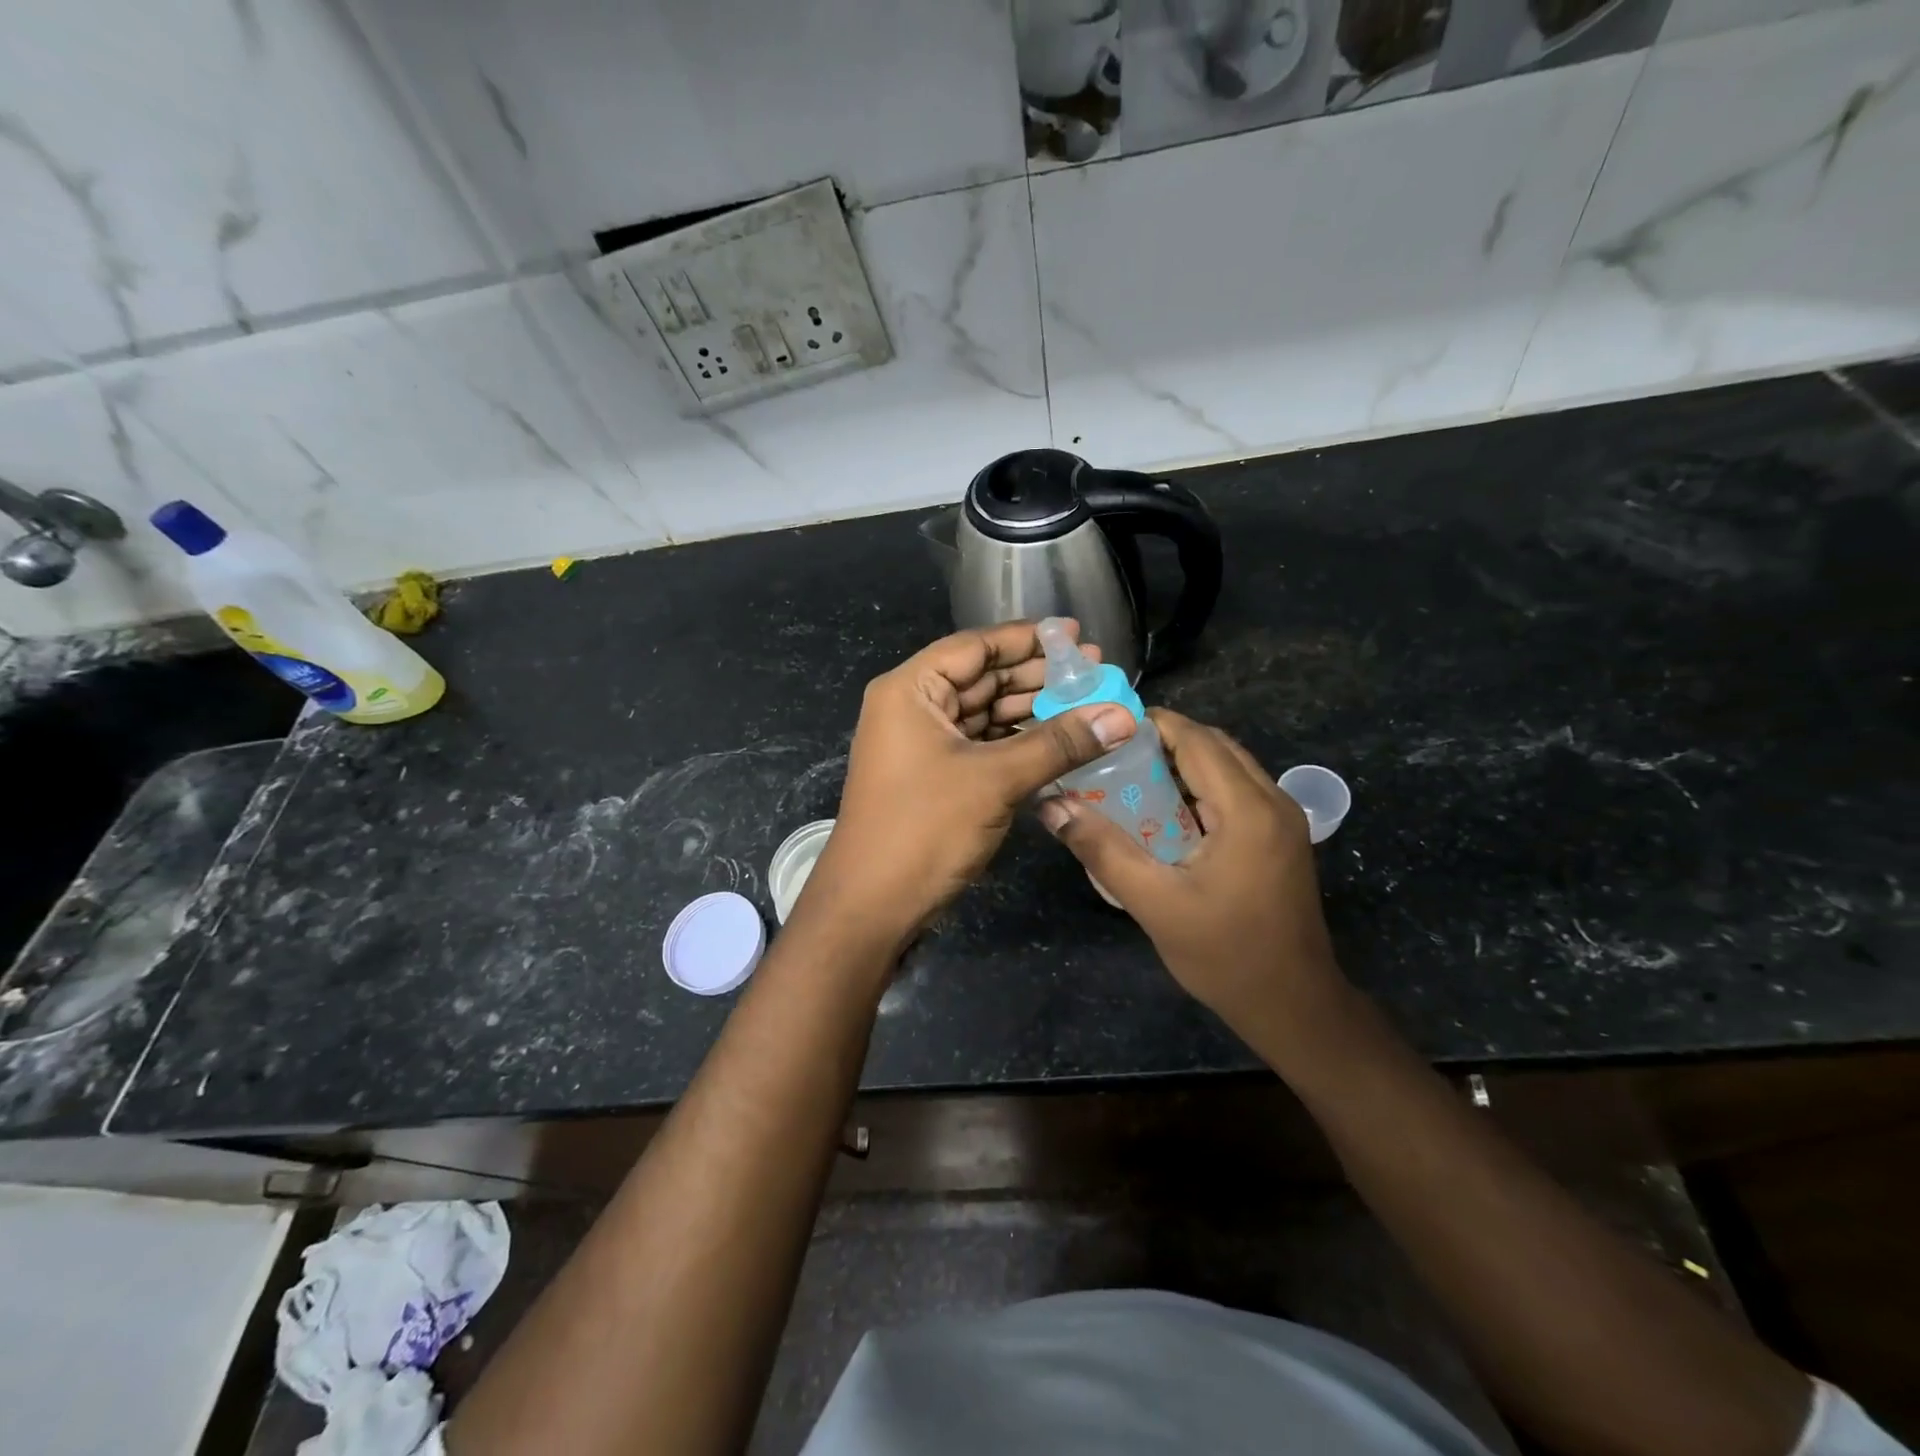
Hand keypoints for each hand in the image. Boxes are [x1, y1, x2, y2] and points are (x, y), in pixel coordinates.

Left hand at [796, 621, 1135, 953]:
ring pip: (985, 713)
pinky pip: (983, 745)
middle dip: (1037, 675)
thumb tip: (1123, 715)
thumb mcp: (995, 779)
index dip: (1027, 638)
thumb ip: (1059, 743)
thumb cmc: (924, 828)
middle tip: (1095, 672)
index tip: (1076, 634)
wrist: (873, 906)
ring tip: (1088, 704)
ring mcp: (923, 744)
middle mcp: (913, 708)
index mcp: (911, 689)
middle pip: (982, 678)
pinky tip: (1060, 741)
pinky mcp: (936, 776)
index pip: (975, 647)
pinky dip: (1018, 742)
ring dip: (1032, 710)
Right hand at [1039, 709, 1340, 1029]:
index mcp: (1247, 810)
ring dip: (1182, 764)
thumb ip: (1102, 850)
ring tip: (1130, 778)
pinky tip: (1165, 812)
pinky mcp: (1281, 837)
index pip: (1196, 740)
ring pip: (1227, 766)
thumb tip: (1052, 807)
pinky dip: (1200, 787)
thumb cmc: (1224, 956)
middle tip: (1111, 756)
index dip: (1151, 725)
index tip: (1104, 731)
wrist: (1294, 1005)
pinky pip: (1236, 791)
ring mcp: (1283, 819)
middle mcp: (1272, 801)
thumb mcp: (1154, 903)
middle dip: (1162, 741)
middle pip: (1214, 746)